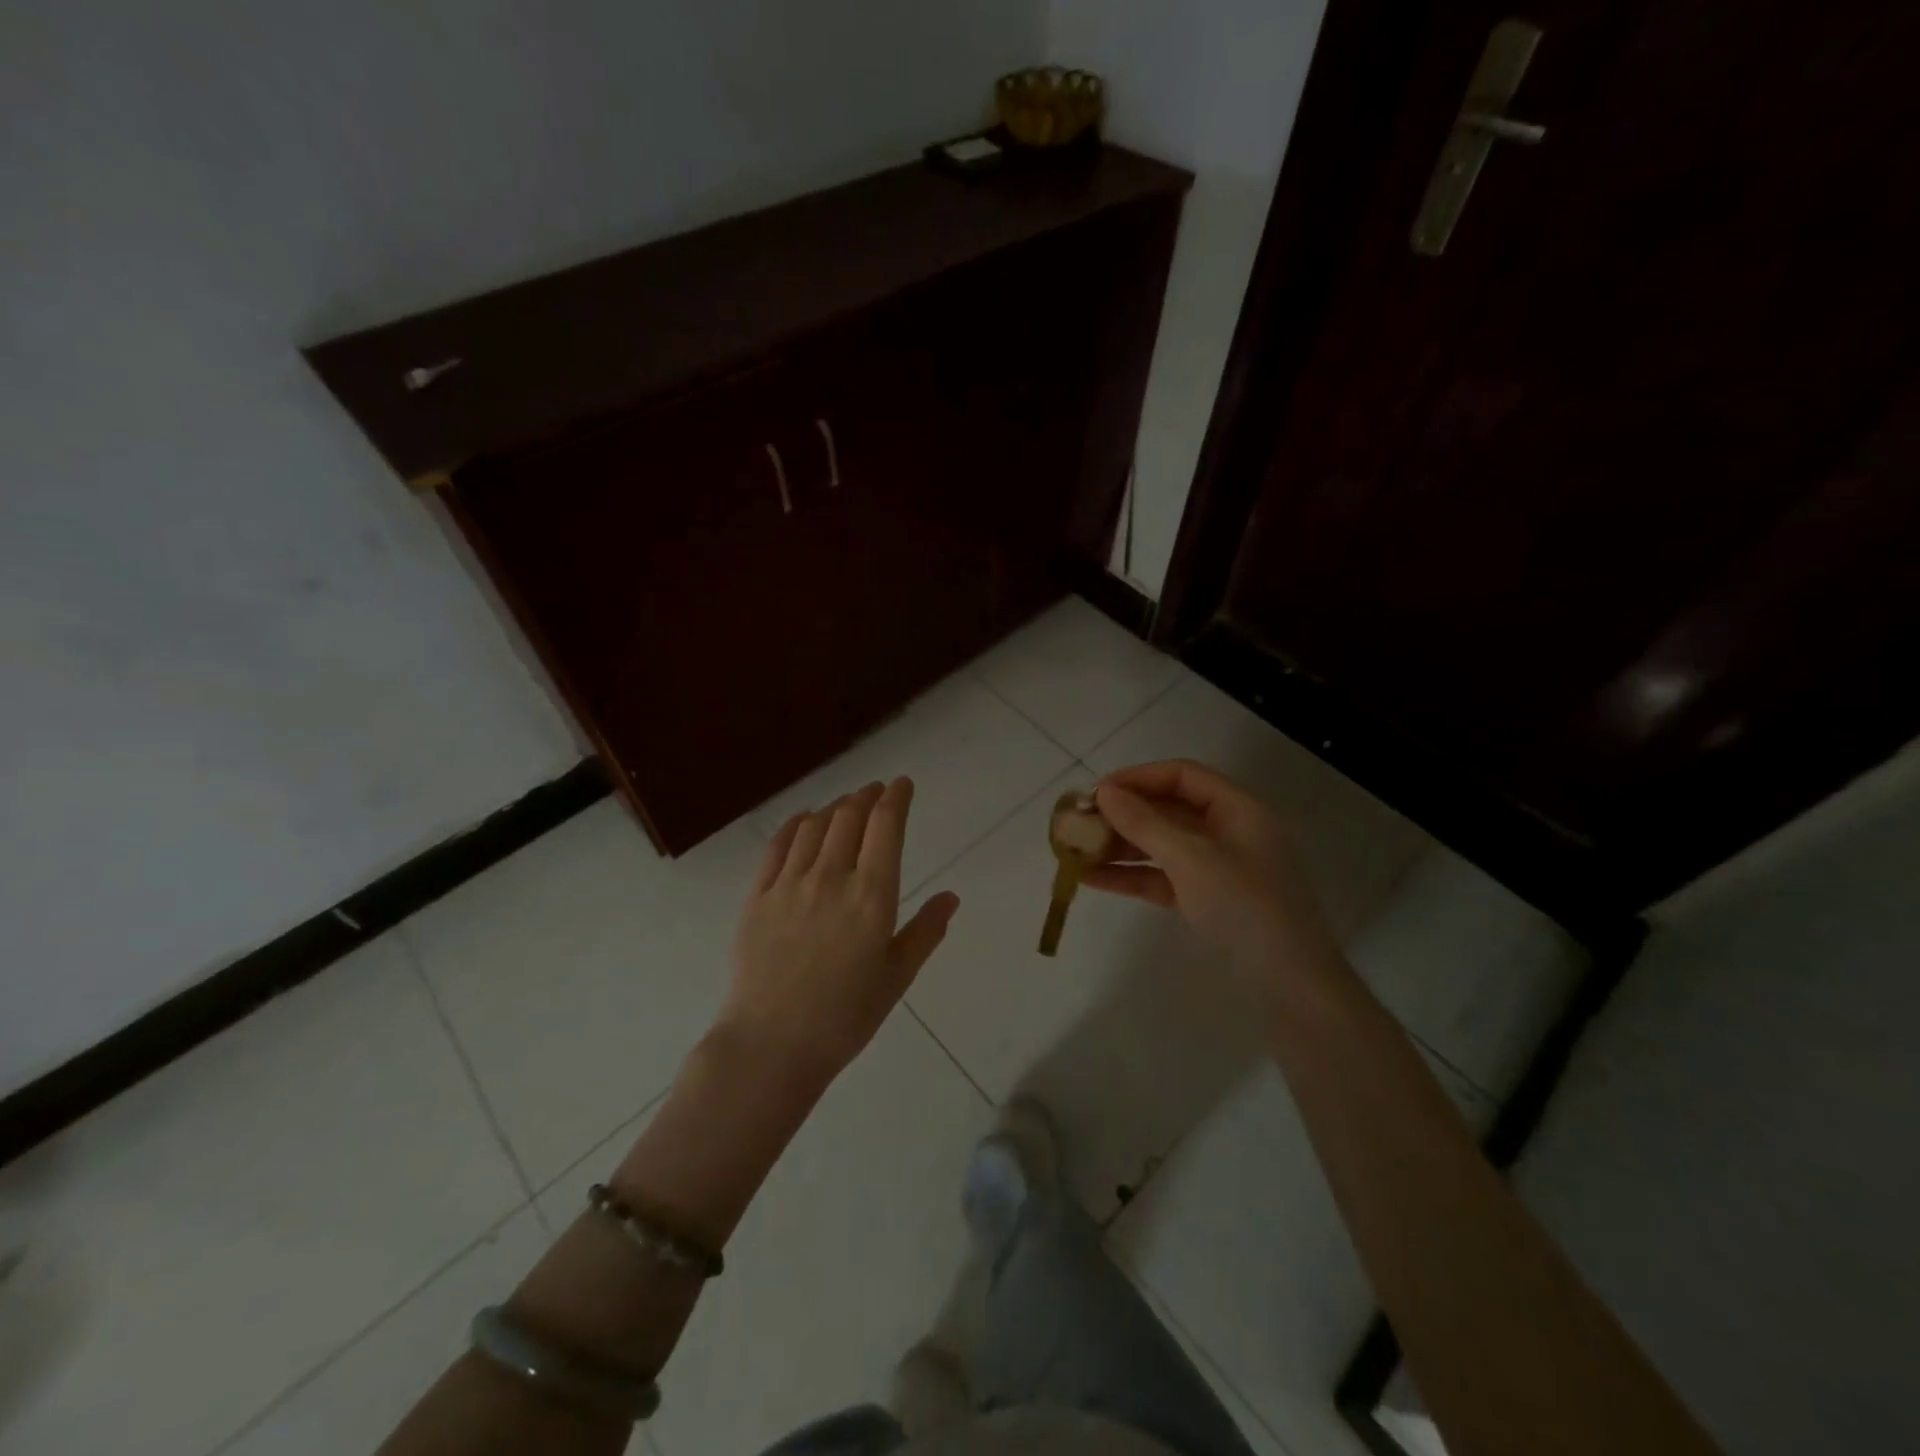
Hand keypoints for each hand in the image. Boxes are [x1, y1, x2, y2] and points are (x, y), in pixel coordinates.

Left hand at [721, 778, 959, 1084]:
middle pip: (849, 817)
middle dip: (866, 797)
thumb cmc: (844, 1017)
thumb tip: (951, 897)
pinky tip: (804, 821)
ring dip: (834, 808)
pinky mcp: (758, 896)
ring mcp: (789, 884)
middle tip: (876, 792)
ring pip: (814, 826)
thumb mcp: (896, 977)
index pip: (885, 827)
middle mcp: (831, 877)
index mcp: (871, 896)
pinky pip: (778, 846)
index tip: (902, 784)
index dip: (896, 798)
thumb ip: (925, 932)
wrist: (771, 1045)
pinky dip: (796, 824)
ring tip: (845, 806)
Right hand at [1089, 760, 1346, 1004]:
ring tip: (1077, 851)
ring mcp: (1219, 868)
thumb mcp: (1191, 859)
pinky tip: (1093, 880)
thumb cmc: (1245, 906)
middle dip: (1124, 815)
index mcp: (1239, 809)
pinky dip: (1132, 876)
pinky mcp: (1208, 900)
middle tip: (1080, 823)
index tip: (1097, 792)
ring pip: (1163, 845)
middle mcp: (1230, 831)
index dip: (1139, 777)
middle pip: (1170, 809)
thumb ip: (1145, 823)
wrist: (1291, 984)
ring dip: (1122, 846)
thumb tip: (1104, 792)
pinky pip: (1164, 877)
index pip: (1183, 776)